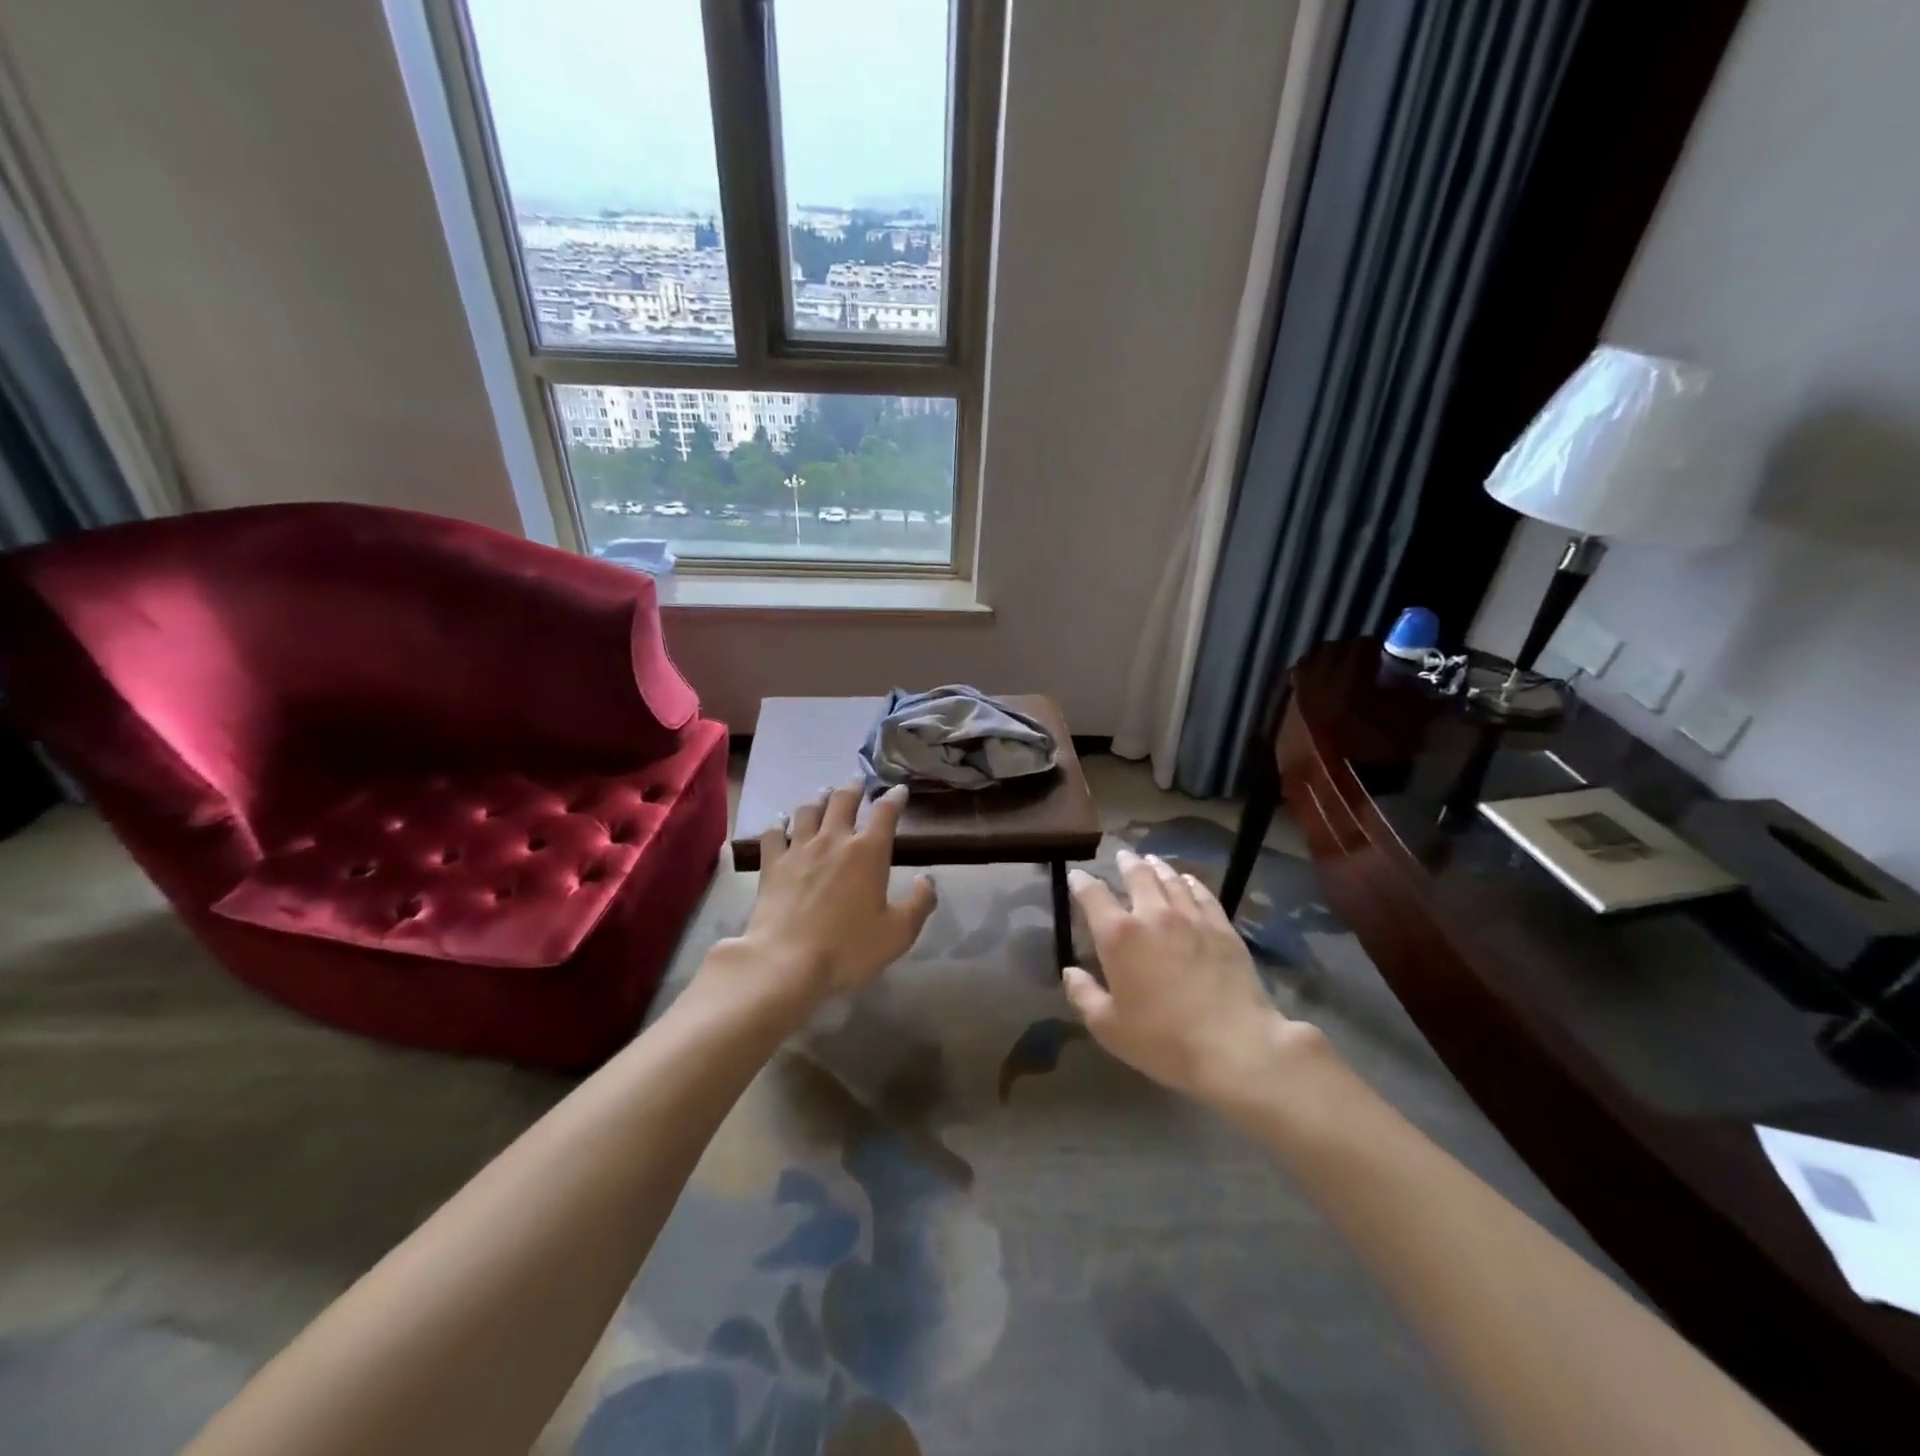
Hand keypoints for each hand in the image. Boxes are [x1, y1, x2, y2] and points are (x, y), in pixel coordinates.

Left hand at [721, 782, 936, 1005]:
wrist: (786, 962)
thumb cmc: (848, 948)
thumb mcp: (898, 933)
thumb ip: (920, 903)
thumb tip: (928, 879)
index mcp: (868, 852)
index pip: (885, 813)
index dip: (894, 798)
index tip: (899, 790)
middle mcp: (834, 840)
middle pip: (843, 801)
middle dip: (854, 788)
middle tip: (859, 782)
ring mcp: (799, 849)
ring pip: (809, 810)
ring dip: (820, 798)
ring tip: (825, 793)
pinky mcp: (772, 864)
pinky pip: (773, 833)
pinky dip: (778, 823)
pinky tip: (780, 820)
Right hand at [1063, 850, 1324, 1105]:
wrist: (1234, 1045)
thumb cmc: (1162, 1040)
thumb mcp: (1108, 1027)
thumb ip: (1083, 995)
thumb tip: (1070, 972)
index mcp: (1118, 935)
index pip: (1093, 895)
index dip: (1081, 882)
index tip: (1077, 876)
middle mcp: (1153, 914)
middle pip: (1137, 875)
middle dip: (1126, 863)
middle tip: (1122, 855)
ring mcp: (1191, 917)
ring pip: (1171, 879)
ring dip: (1157, 867)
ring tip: (1151, 860)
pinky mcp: (1222, 927)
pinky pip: (1202, 894)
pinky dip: (1191, 882)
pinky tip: (1188, 880)